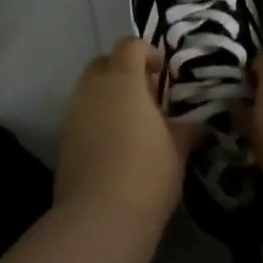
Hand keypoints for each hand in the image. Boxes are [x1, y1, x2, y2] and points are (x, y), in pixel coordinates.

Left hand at [56, 39, 202, 221]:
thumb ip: (186, 131)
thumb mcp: (178, 150)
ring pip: (89, 90)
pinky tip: (115, 147)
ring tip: (133, 125)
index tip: (163, 73)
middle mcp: (93, 89)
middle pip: (103, 63)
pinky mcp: (63, 141)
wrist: (99, 217)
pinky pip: (82, 116)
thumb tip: (199, 127)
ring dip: (109, 97)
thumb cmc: (148, 174)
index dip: (147, 53)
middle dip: (123, 71)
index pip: (130, 46)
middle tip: (147, 96)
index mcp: (123, 80)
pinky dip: (97, 120)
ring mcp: (73, 115)